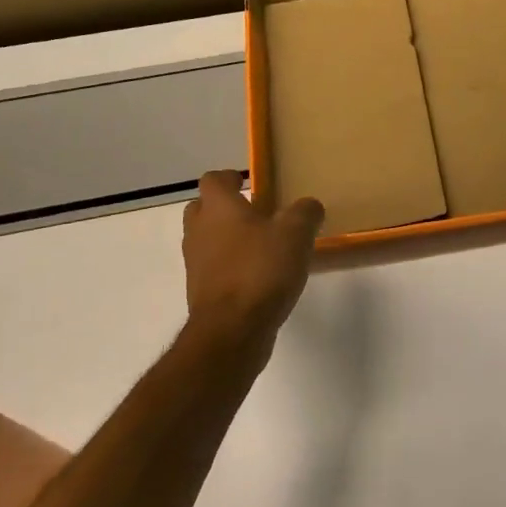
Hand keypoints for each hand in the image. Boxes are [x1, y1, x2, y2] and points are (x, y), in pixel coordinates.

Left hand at [180, 171, 324, 339]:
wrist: (232, 328)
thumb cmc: (261, 269)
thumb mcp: (296, 233)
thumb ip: (305, 213)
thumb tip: (308, 206)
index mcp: (218, 208)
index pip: (213, 180)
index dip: (229, 178)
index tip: (249, 182)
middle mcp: (199, 231)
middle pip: (203, 209)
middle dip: (225, 208)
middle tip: (255, 213)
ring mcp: (196, 264)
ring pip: (207, 240)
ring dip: (228, 239)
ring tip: (262, 246)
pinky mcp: (202, 292)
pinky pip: (214, 269)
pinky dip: (231, 267)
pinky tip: (259, 276)